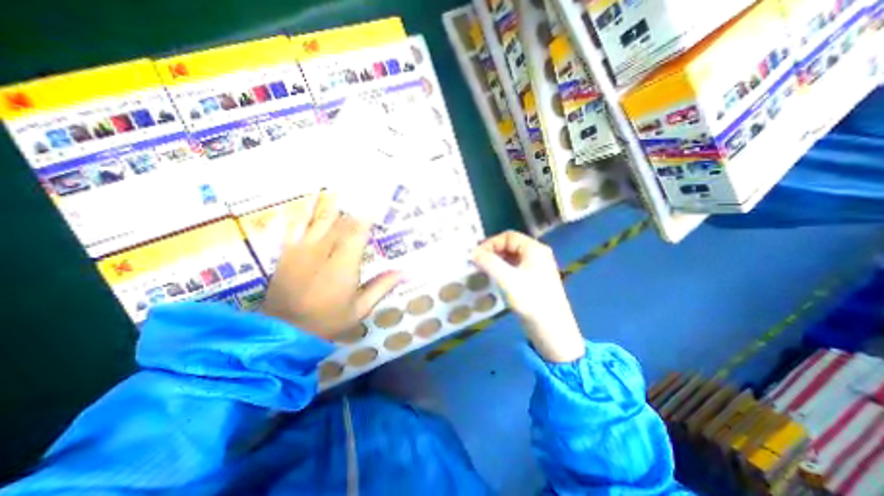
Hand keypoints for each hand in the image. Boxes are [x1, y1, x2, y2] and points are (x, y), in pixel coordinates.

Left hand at [259, 194, 402, 340]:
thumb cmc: (328, 320)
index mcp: (343, 265)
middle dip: (354, 208)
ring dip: (332, 203)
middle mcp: (323, 251)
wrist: (284, 330)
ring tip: (340, 186)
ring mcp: (303, 249)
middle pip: (340, 222)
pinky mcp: (288, 252)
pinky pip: (296, 225)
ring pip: (320, 220)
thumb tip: (404, 272)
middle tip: (364, 193)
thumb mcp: (360, 309)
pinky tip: (309, 199)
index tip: (377, 204)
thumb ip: (381, 286)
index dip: (368, 216)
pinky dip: (305, 211)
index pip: (358, 232)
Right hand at [473, 230, 585, 362]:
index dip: (491, 243)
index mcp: (534, 249)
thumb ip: (488, 262)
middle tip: (478, 262)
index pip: (508, 236)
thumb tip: (473, 253)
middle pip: (510, 245)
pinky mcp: (534, 279)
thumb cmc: (530, 300)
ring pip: (512, 257)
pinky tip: (494, 278)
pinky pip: (515, 268)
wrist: (551, 329)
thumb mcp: (506, 279)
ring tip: (483, 270)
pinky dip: (503, 270)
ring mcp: (537, 267)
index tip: (477, 255)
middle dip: (493, 252)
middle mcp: (537, 254)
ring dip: (496, 261)